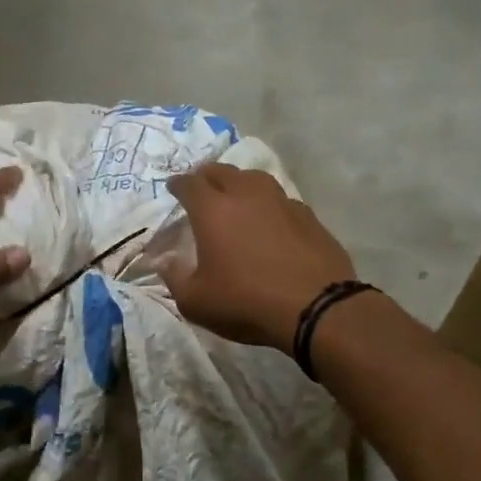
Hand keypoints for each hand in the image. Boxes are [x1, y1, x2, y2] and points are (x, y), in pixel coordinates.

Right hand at [160, 164, 355, 351]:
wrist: (315, 309)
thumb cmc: (245, 302)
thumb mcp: (195, 302)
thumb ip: (175, 278)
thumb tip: (165, 262)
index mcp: (213, 210)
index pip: (189, 184)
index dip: (178, 184)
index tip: (173, 188)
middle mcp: (246, 195)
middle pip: (222, 172)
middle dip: (207, 177)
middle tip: (201, 187)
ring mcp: (281, 202)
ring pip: (254, 179)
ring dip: (240, 184)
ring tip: (236, 196)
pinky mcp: (308, 216)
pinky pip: (281, 200)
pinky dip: (268, 205)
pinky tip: (270, 221)